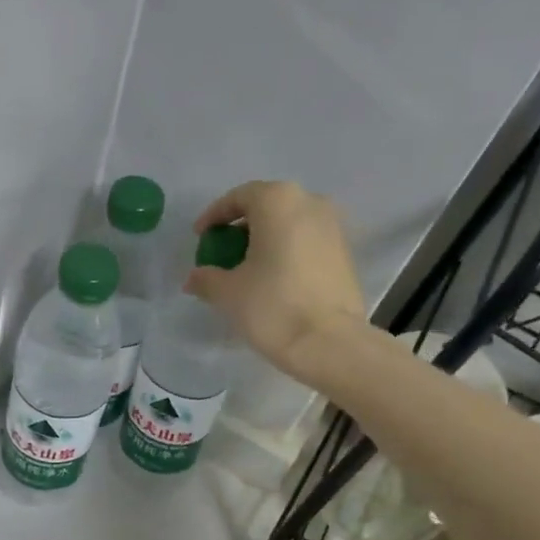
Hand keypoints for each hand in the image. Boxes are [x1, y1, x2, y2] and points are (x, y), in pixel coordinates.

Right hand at [184, 181, 369, 380]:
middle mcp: (310, 202)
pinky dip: (286, 252)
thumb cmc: (272, 307)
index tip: (200, 237)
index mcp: (278, 201)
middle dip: (241, 227)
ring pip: (289, 224)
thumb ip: (206, 278)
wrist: (328, 342)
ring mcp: (333, 226)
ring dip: (266, 240)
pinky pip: (306, 242)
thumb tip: (194, 277)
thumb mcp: (228, 293)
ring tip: (247, 268)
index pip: (239, 197)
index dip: (215, 216)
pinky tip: (273, 279)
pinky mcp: (345, 252)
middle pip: (267, 207)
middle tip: (223, 253)